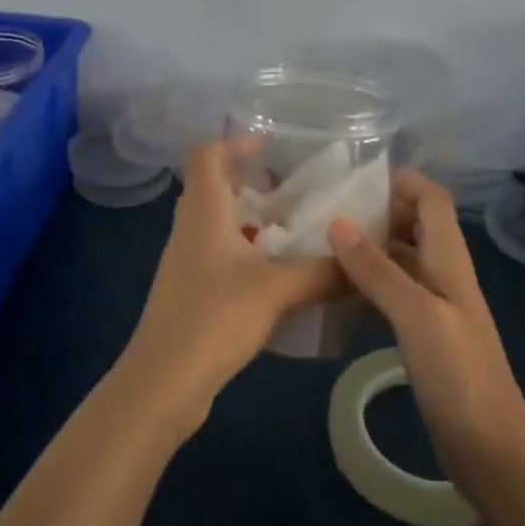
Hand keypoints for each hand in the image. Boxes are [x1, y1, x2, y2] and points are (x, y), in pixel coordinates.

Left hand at [117, 142, 343, 436]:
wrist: (163, 383)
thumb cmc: (214, 318)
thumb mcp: (277, 291)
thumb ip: (323, 273)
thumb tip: (362, 262)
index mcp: (203, 211)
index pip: (206, 154)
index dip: (234, 142)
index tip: (271, 146)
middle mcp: (190, 228)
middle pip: (213, 186)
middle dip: (250, 182)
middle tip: (292, 190)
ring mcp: (186, 261)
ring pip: (218, 223)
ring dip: (250, 220)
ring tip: (293, 229)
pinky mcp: (190, 291)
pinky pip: (220, 255)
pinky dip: (246, 252)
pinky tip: (278, 274)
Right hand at [326, 171, 524, 509]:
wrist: (490, 448)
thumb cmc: (458, 374)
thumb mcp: (416, 315)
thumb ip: (377, 269)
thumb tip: (337, 221)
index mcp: (449, 259)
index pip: (431, 198)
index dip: (400, 182)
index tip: (351, 181)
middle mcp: (443, 273)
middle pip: (414, 223)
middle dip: (377, 211)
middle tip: (325, 212)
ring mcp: (434, 305)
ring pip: (400, 259)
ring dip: (369, 248)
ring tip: (321, 246)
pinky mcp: (424, 335)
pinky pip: (394, 294)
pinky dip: (368, 285)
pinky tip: (336, 293)